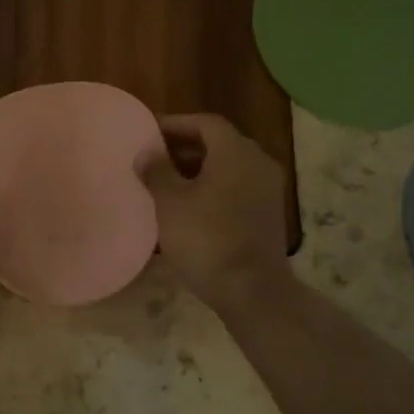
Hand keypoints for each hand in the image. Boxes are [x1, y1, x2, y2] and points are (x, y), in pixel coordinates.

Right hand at [138, 113, 288, 312]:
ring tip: (164, 185)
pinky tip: (187, 210)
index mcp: (236, 152)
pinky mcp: (267, 216)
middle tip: (153, 159)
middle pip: (218, 144)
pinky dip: (211, 191)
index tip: (148, 133)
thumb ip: (157, 171)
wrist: (251, 290)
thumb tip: (147, 153)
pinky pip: (234, 190)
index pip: (205, 123)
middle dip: (183, 149)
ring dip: (196, 172)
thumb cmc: (206, 238)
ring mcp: (266, 190)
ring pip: (227, 169)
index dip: (175, 124)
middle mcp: (258, 163)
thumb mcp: (171, 202)